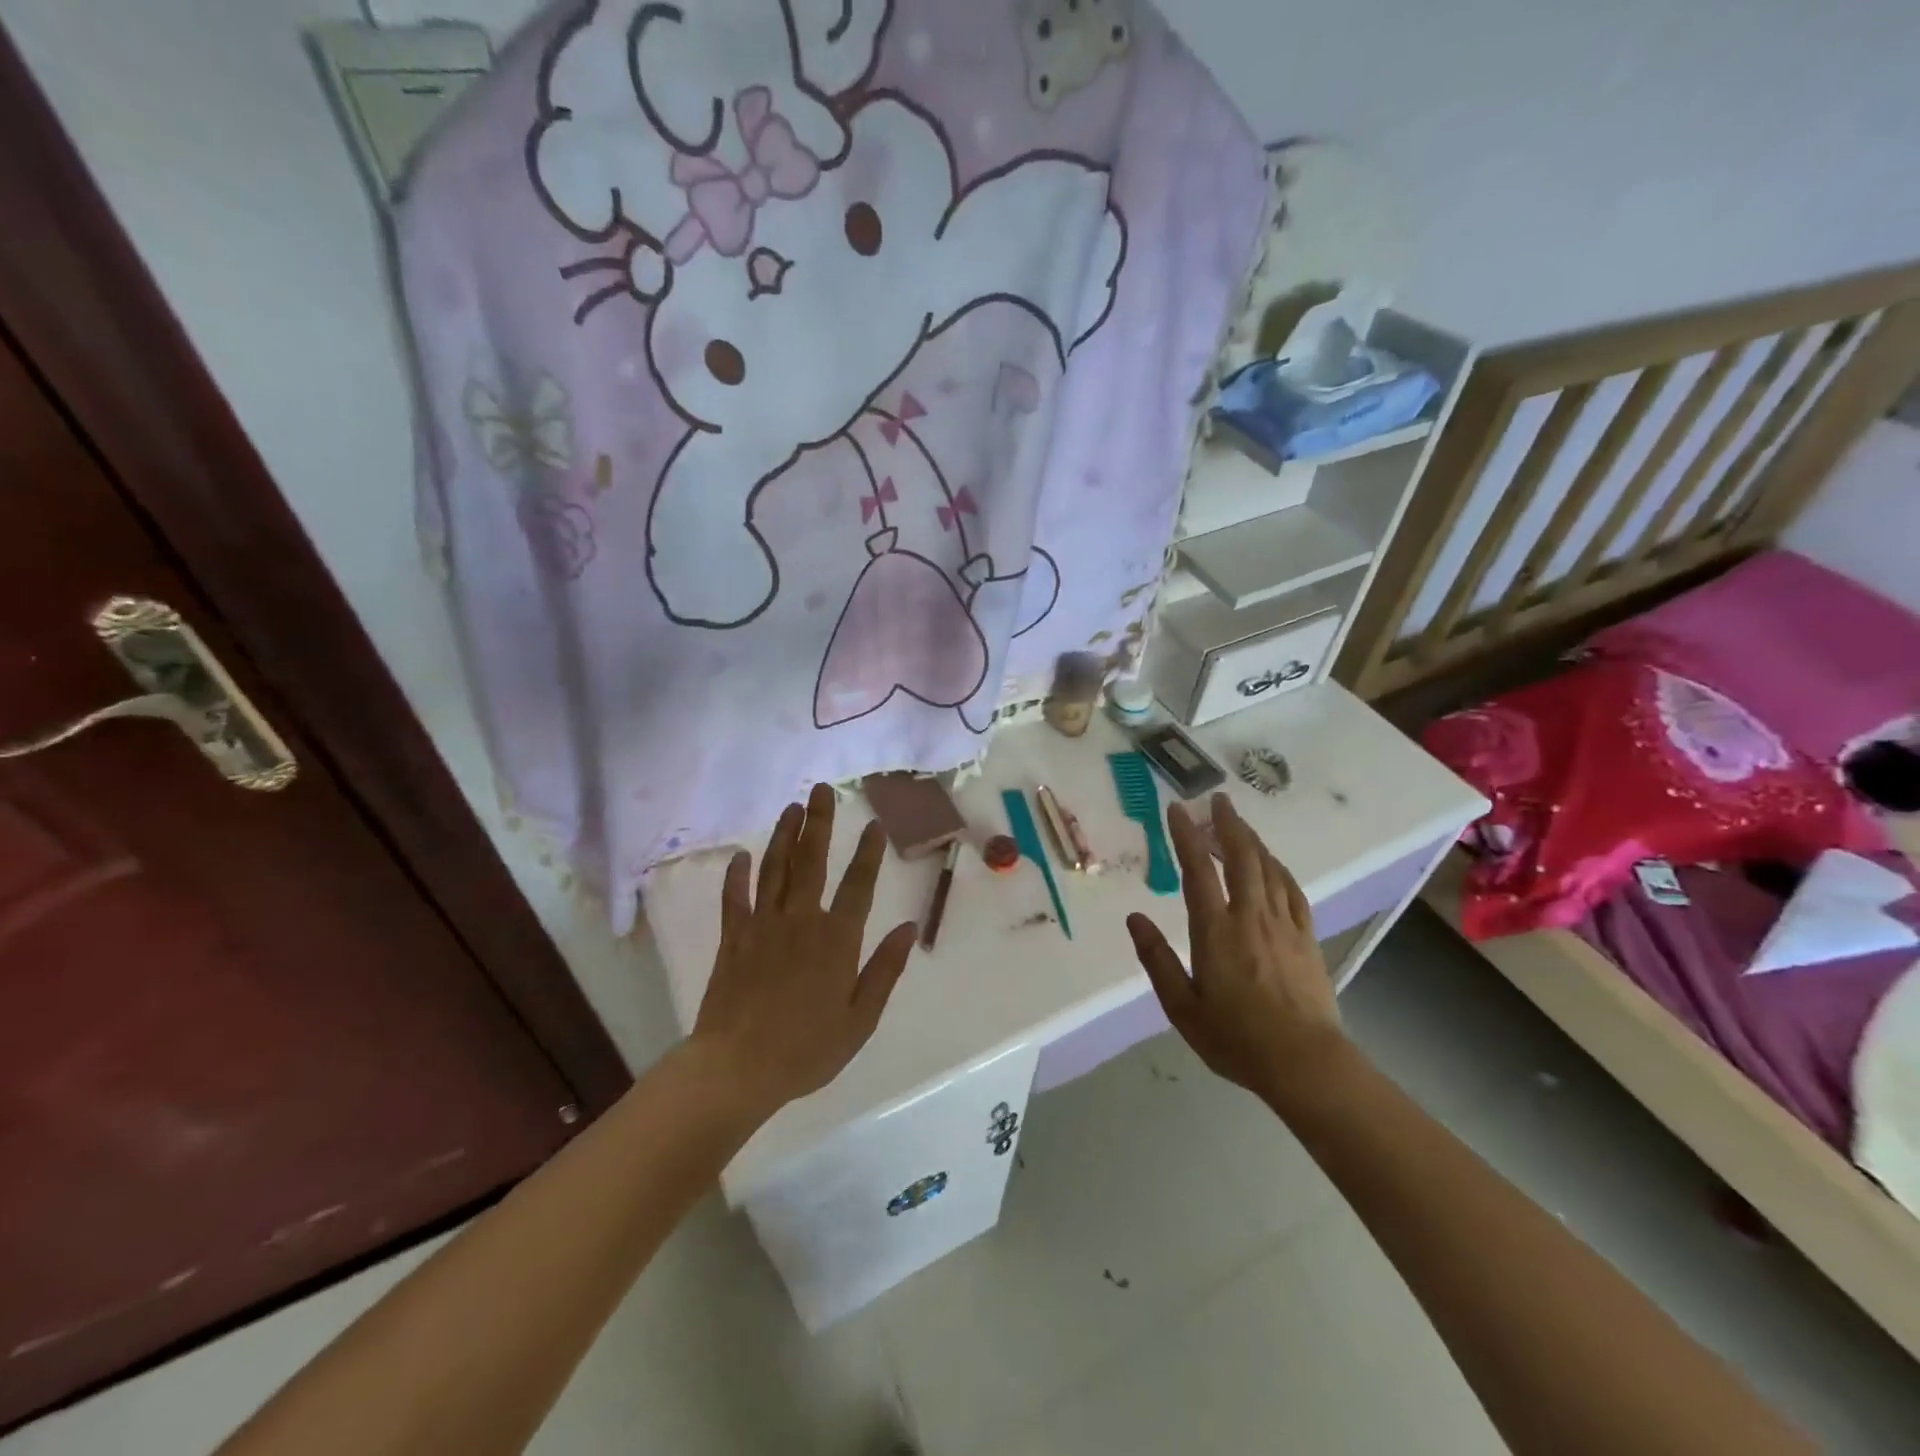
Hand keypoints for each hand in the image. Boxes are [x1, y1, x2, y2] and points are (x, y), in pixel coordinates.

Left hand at [691, 784, 917, 1120]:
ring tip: (791, 808)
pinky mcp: (733, 939)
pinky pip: (734, 899)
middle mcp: (800, 921)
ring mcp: (762, 926)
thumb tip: (908, 927)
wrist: (736, 1069)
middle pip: (812, 862)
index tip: (872, 823)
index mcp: (836, 940)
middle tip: (821, 789)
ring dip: (784, 836)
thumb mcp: (860, 1019)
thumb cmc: (806, 1049)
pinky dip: (736, 875)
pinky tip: (741, 855)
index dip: (867, 852)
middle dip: (819, 823)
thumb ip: (885, 970)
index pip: (857, 885)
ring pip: (775, 870)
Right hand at [1127, 794, 1347, 1105]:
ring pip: (1268, 867)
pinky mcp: (1306, 937)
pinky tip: (1271, 863)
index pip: (1197, 871)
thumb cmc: (1236, 1038)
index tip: (1177, 809)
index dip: (1185, 836)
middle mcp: (1250, 917)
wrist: (1305, 1063)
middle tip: (1216, 800)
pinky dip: (1278, 868)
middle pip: (1240, 857)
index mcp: (1215, 931)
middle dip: (1226, 824)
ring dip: (1251, 840)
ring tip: (1237, 823)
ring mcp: (1283, 924)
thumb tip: (1135, 919)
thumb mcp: (1182, 1007)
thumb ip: (1156, 959)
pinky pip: (1292, 889)